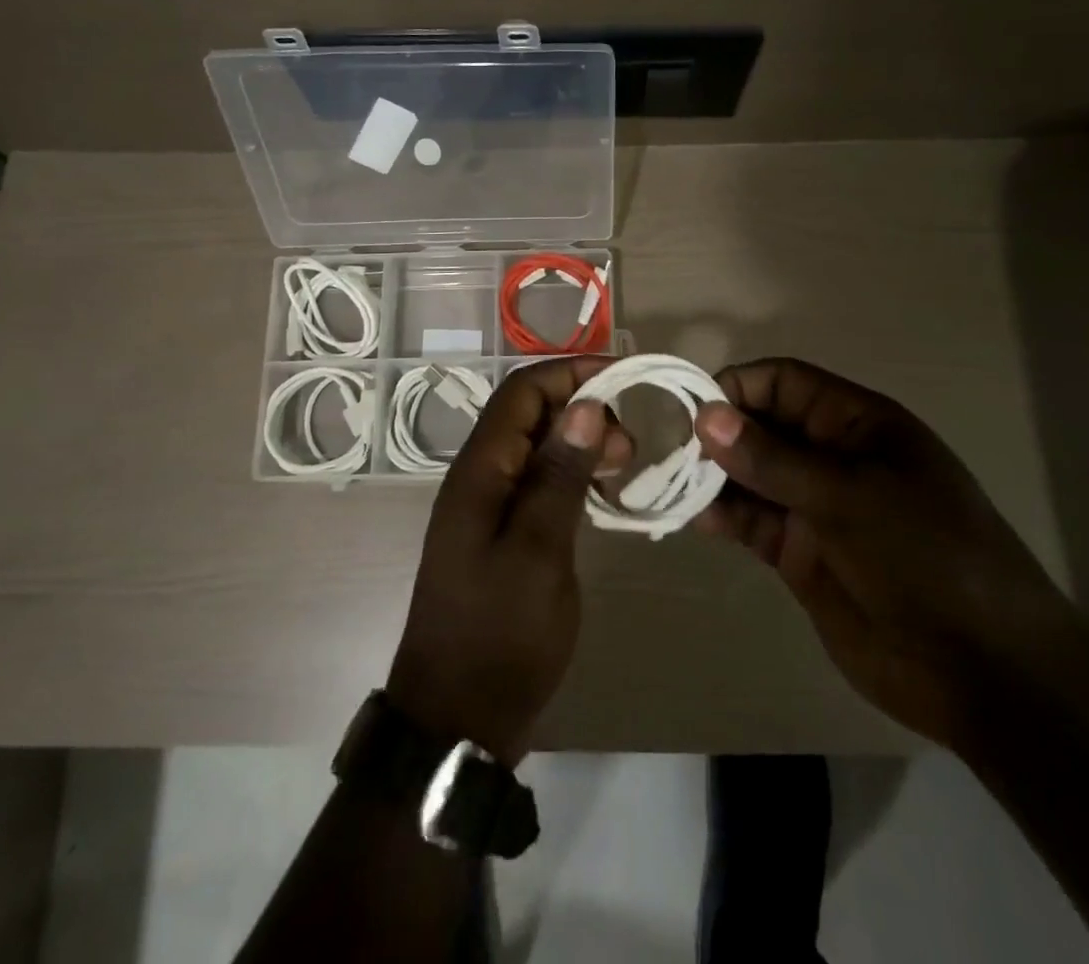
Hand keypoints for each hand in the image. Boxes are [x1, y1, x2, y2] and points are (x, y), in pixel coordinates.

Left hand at [386, 357, 630, 765]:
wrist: (457, 716)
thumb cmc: (500, 633)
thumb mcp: (539, 551)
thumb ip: (559, 475)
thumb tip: (586, 406)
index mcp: (480, 470)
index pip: (522, 391)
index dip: (570, 373)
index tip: (624, 378)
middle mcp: (480, 477)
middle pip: (530, 415)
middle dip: (582, 410)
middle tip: (631, 444)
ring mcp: (489, 507)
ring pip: (537, 448)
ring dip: (580, 444)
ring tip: (625, 467)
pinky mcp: (502, 534)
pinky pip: (538, 484)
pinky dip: (572, 477)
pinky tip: (601, 494)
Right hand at [693, 358, 1073, 747]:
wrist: (983, 671)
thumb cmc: (925, 557)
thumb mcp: (848, 497)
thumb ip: (773, 459)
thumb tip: (706, 416)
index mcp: (856, 424)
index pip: (783, 382)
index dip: (737, 388)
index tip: (693, 412)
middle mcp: (831, 457)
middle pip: (761, 426)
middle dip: (719, 435)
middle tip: (674, 454)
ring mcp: (816, 506)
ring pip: (751, 475)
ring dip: (715, 477)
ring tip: (677, 488)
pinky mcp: (801, 553)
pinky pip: (753, 521)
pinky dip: (724, 516)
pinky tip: (699, 520)